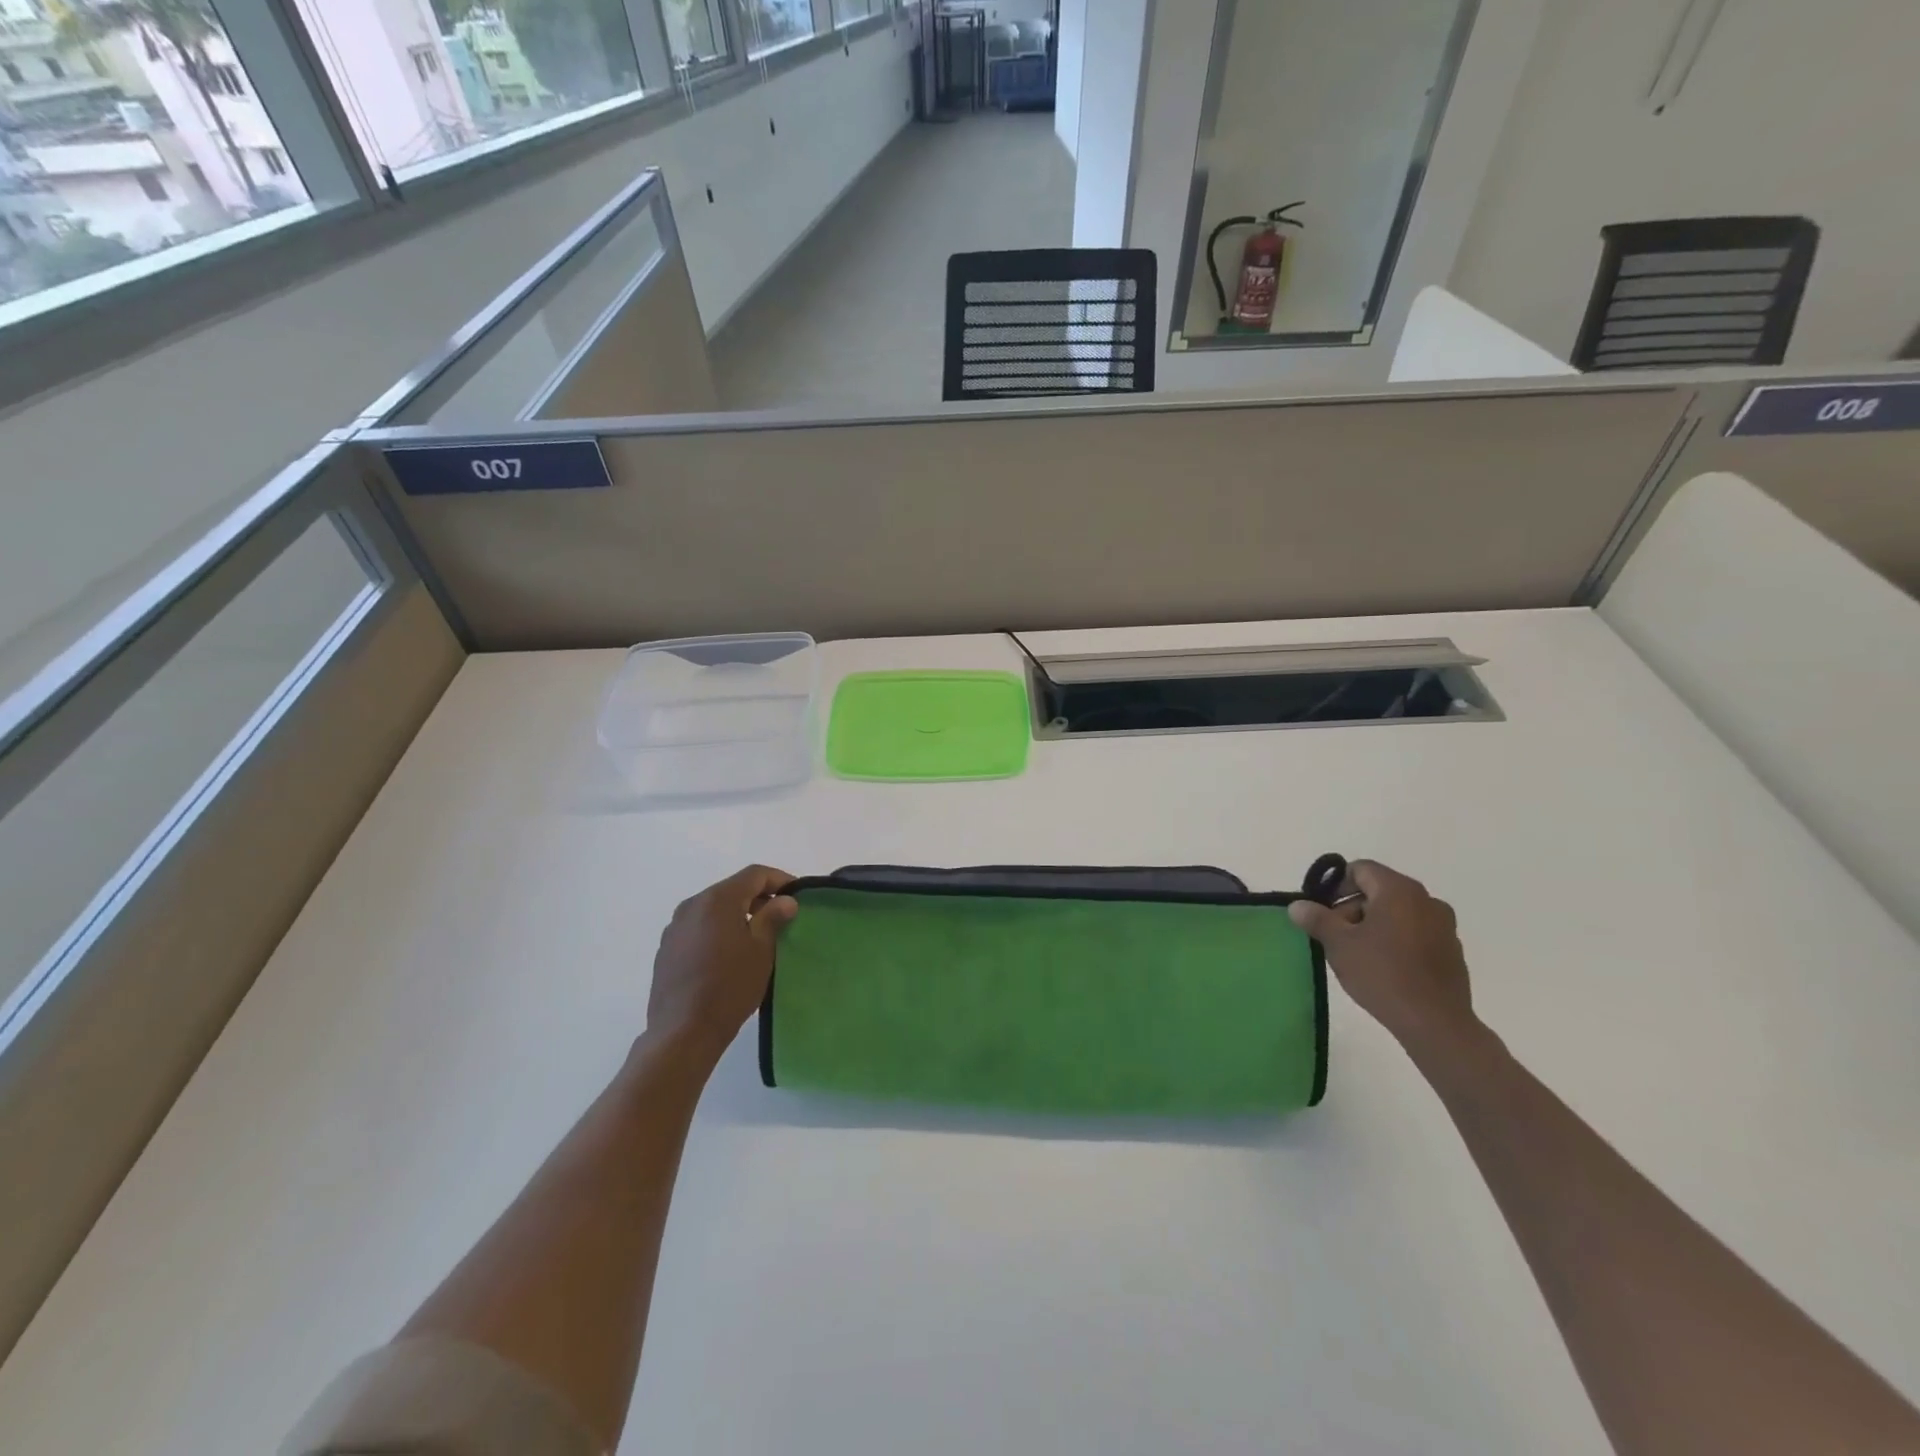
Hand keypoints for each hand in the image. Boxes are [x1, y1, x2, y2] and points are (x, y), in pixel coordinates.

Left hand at [643, 865, 798, 1071]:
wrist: (683, 1032)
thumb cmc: (730, 986)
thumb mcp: (761, 950)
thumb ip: (773, 917)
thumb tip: (786, 900)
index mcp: (717, 899)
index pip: (754, 874)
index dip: (780, 880)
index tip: (797, 896)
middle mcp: (692, 905)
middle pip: (732, 889)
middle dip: (759, 898)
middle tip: (781, 918)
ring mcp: (675, 927)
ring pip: (714, 909)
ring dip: (738, 915)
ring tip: (757, 937)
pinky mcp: (666, 949)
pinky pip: (699, 927)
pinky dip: (718, 930)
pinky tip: (729, 955)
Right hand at [1288, 860, 1479, 1059]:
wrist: (1435, 1022)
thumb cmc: (1382, 974)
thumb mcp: (1339, 945)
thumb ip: (1317, 919)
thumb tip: (1297, 905)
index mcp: (1399, 890)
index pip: (1361, 869)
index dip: (1336, 886)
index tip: (1322, 911)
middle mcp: (1426, 900)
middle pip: (1379, 890)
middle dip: (1352, 908)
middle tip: (1335, 936)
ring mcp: (1444, 925)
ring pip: (1398, 912)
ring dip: (1374, 924)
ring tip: (1358, 954)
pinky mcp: (1452, 950)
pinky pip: (1416, 932)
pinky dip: (1396, 940)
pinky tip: (1385, 967)